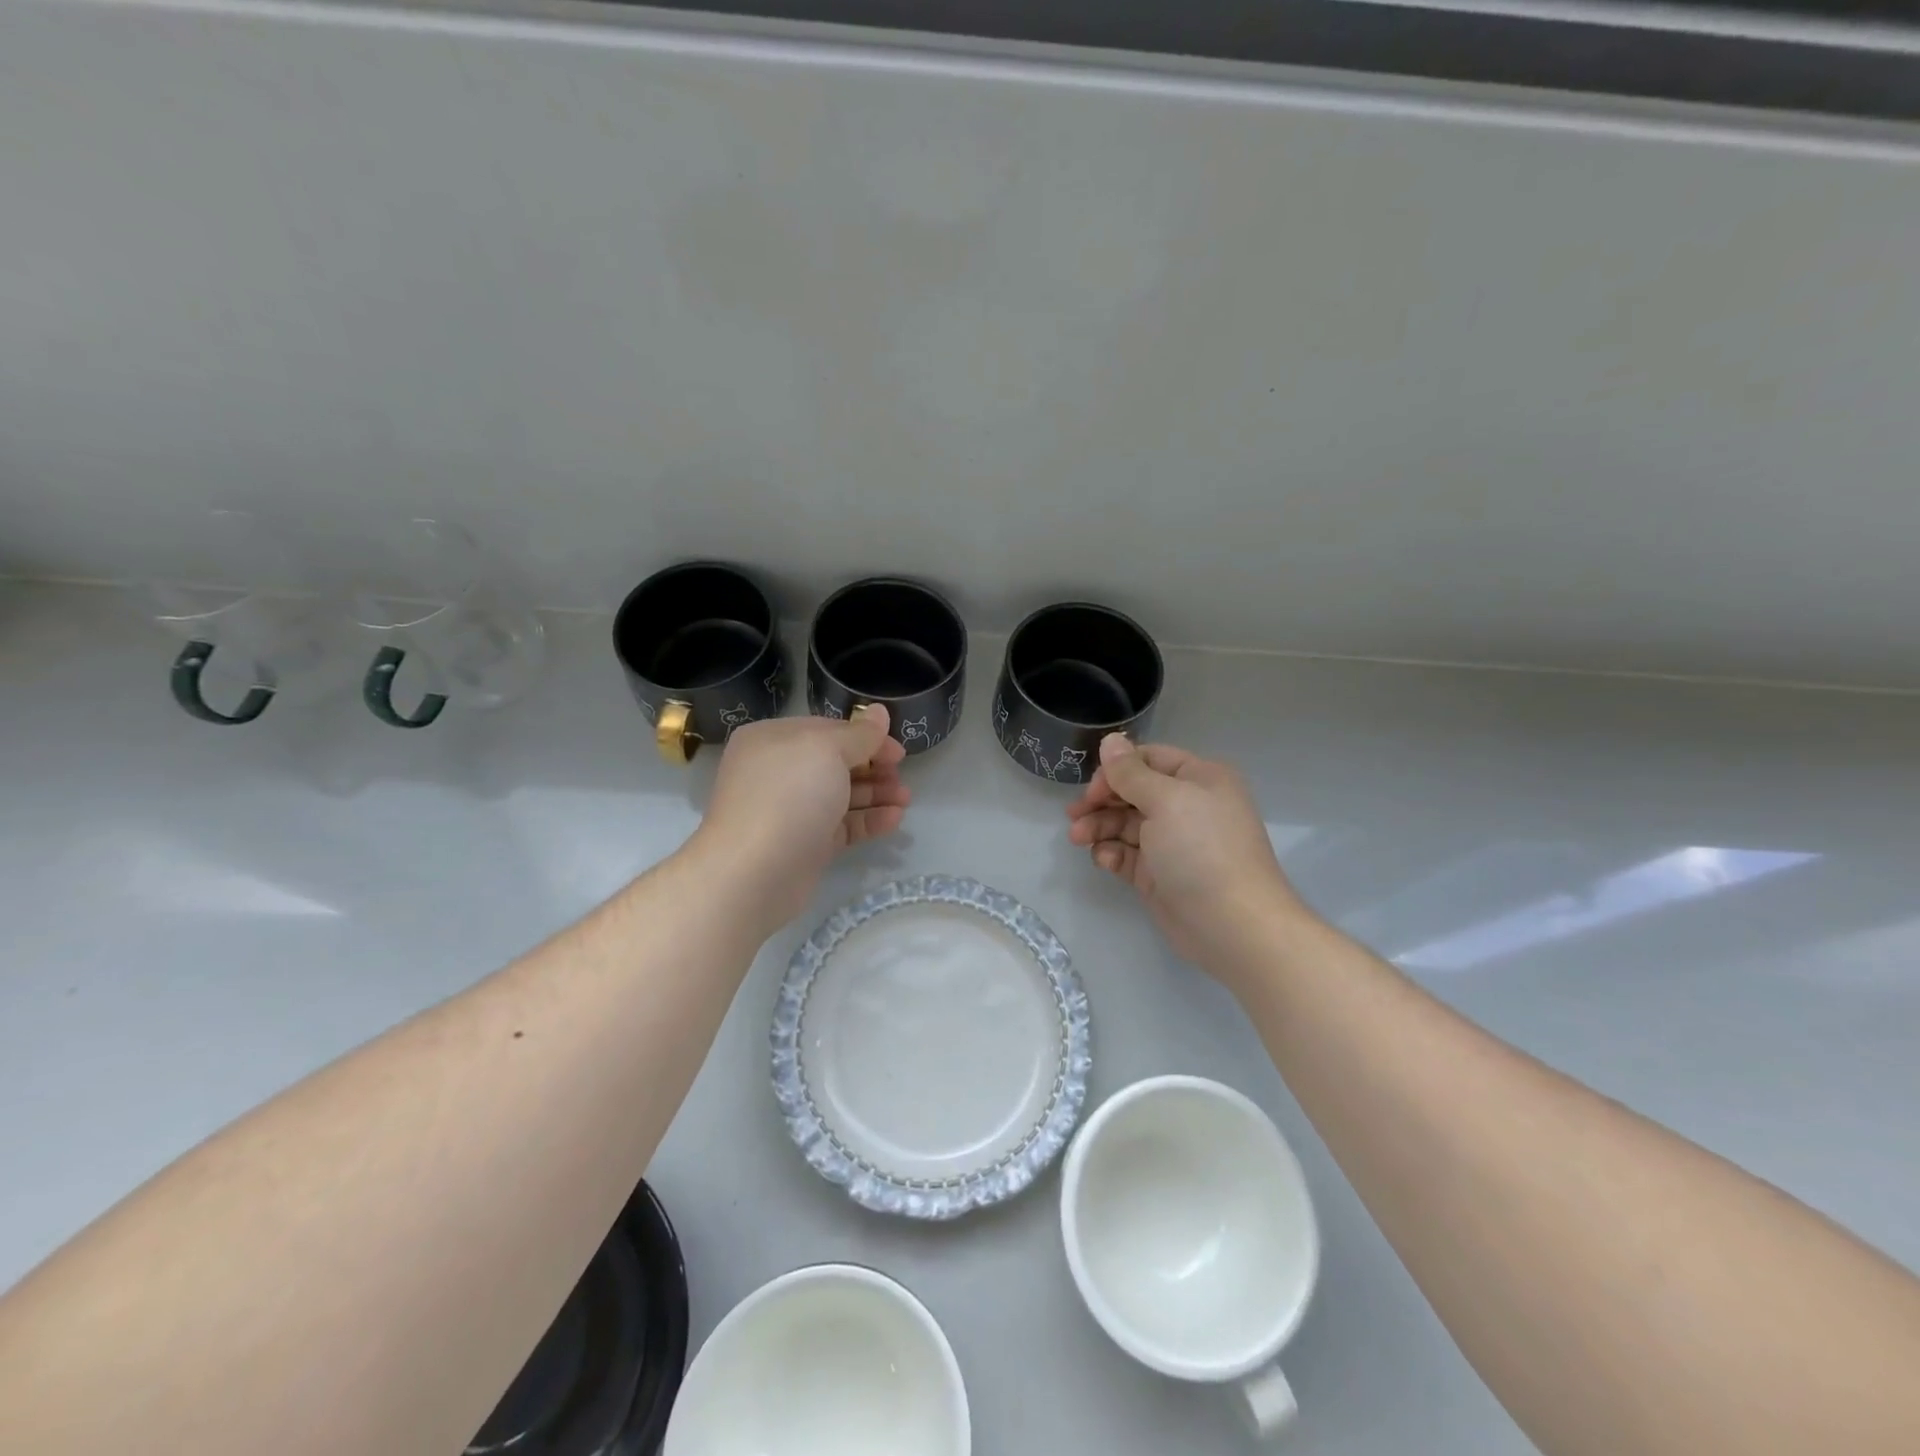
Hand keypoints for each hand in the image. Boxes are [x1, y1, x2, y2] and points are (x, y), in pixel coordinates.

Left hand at [693, 706, 908, 936]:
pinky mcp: (803, 844)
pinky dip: (867, 820)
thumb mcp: (828, 750)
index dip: (866, 736)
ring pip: (840, 795)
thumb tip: (879, 711)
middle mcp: (777, 771)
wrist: (754, 872)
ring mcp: (789, 810)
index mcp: (773, 739)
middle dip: (873, 767)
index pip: (827, 729)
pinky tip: (894, 820)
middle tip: (902, 776)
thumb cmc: (789, 795)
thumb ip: (860, 733)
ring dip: (875, 794)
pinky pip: (840, 826)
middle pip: (835, 763)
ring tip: (906, 799)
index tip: (898, 750)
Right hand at [1067, 735, 1305, 976]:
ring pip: (1125, 825)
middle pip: (1133, 792)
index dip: (1116, 770)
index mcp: (1199, 779)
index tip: (1092, 788)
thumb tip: (1110, 740)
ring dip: (1099, 828)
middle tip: (1074, 815)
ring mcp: (1173, 843)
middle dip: (1102, 801)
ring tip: (1078, 839)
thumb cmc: (1202, 850)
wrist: (1233, 926)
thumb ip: (1130, 772)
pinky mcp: (1160, 875)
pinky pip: (1128, 855)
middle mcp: (1187, 806)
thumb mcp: (1166, 800)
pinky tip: (1104, 861)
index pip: (1148, 759)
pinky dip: (1112, 854)